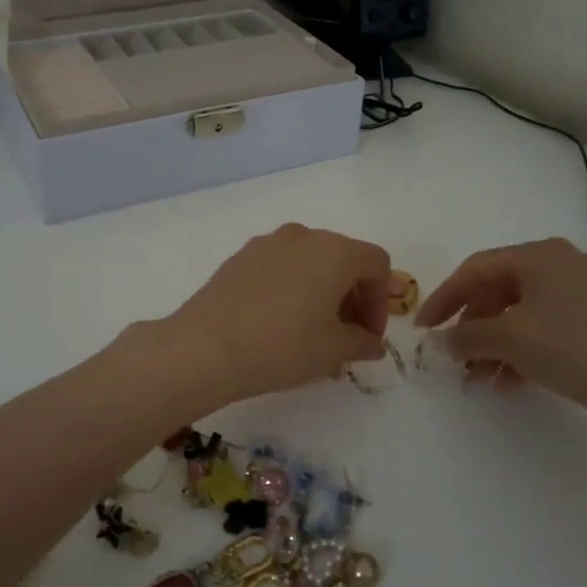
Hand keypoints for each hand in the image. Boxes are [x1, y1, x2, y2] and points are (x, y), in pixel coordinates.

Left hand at [162, 224, 392, 406]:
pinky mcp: (239, 258)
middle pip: (343, 259)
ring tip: (313, 332)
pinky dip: (292, 288)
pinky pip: (280, 267)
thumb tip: (370, 343)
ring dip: (321, 291)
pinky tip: (279, 323)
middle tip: (347, 335)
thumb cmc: (282, 346)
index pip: (377, 265)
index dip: (381, 301)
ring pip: (309, 262)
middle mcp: (303, 236)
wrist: (205, 347)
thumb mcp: (333, 351)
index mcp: (335, 251)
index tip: (369, 335)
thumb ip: (362, 343)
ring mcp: (266, 243)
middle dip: (353, 296)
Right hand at [416, 239, 586, 422]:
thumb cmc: (571, 348)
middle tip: (453, 355)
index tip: (423, 328)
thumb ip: (466, 336)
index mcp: (539, 255)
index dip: (444, 298)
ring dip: (494, 344)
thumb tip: (438, 342)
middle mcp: (562, 264)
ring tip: (478, 378)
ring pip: (521, 313)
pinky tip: (509, 382)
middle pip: (499, 290)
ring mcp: (583, 293)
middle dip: (472, 326)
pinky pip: (544, 328)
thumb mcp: (509, 339)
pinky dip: (521, 351)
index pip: (475, 269)